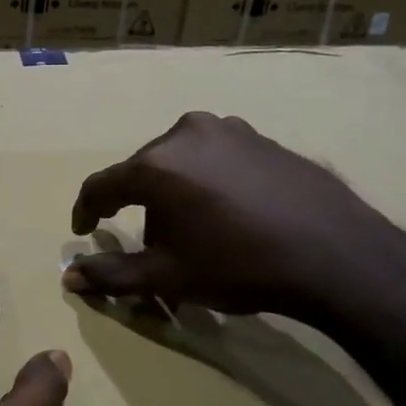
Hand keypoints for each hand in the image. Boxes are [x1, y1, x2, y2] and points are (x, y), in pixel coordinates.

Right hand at [63, 112, 405, 332]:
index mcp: (156, 163)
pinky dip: (208, 183)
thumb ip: (112, 274)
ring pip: (180, 163)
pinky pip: (215, 158)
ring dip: (174, 194)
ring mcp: (228, 128)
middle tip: (153, 246)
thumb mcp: (168, 277)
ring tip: (197, 233)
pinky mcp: (261, 136)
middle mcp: (186, 132)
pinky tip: (230, 215)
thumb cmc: (239, 265)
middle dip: (140, 208)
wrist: (337, 255)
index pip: (101, 185)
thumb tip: (68, 277)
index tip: (85, 231)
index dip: (86, 211)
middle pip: (143, 171)